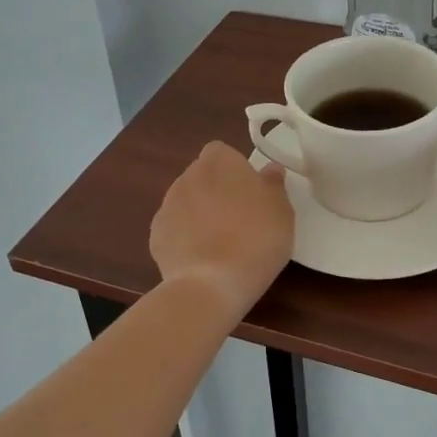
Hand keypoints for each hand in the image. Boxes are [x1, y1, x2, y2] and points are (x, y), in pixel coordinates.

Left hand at [150, 142, 294, 314]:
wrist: (212, 284)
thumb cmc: (256, 238)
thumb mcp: (282, 210)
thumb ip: (273, 184)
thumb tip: (270, 170)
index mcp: (219, 161)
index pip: (222, 153)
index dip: (236, 171)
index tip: (250, 193)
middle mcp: (188, 176)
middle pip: (203, 177)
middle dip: (216, 192)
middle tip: (240, 219)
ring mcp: (167, 206)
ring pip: (187, 203)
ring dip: (200, 214)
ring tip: (221, 244)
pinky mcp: (155, 235)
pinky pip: (175, 230)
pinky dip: (185, 239)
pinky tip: (202, 260)